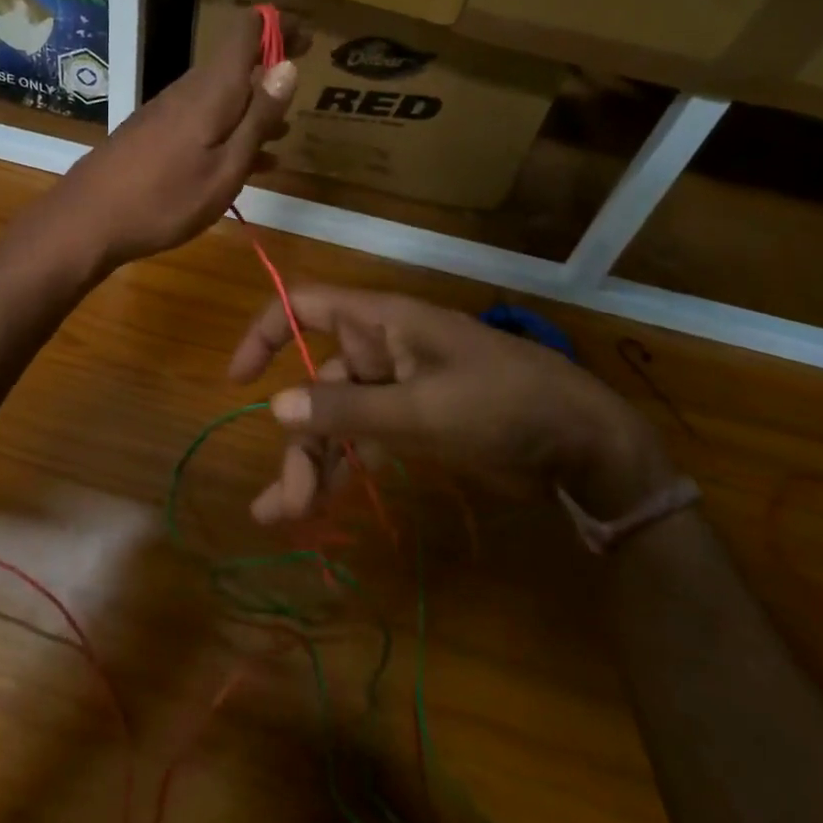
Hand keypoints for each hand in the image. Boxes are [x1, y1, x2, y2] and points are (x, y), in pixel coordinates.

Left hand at [28, 9, 296, 271]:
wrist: (88, 221)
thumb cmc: (165, 199)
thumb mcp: (225, 167)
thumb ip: (257, 118)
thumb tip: (288, 66)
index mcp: (211, 91)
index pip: (246, 32)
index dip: (277, 26)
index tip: (308, 38)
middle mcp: (189, 91)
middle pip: (235, 63)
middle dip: (271, 69)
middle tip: (304, 88)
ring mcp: (168, 112)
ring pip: (222, 97)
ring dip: (254, 108)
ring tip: (286, 132)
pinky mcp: (155, 134)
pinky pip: (204, 121)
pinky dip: (230, 132)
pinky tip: (248, 163)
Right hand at [227, 285, 673, 522]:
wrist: (583, 445)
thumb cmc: (502, 406)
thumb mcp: (421, 409)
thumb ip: (346, 409)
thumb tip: (276, 408)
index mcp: (380, 322)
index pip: (304, 305)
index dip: (266, 333)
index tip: (239, 380)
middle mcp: (380, 349)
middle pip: (316, 381)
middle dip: (298, 438)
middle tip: (289, 502)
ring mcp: (396, 389)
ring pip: (336, 419)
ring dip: (313, 463)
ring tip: (289, 517)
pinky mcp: (413, 424)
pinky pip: (362, 441)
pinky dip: (342, 469)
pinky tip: (319, 508)